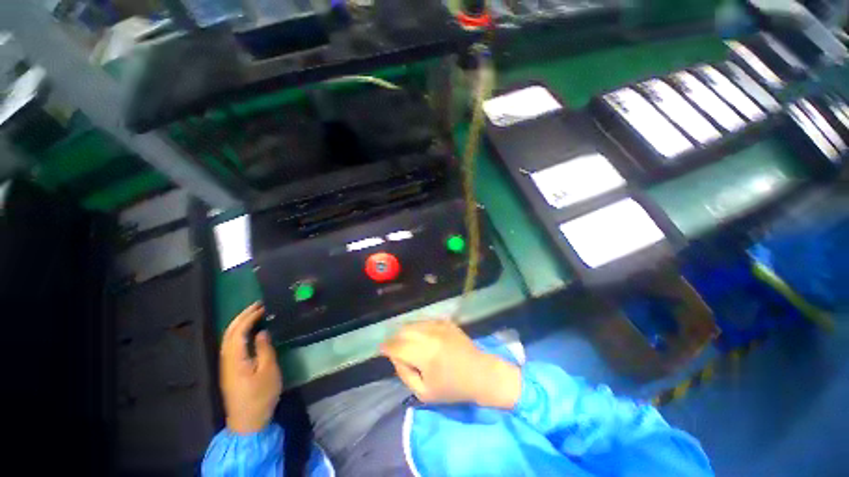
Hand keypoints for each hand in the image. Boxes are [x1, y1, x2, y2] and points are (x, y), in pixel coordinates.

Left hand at [219, 302, 281, 434]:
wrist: (247, 422)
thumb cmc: (260, 396)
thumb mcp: (268, 371)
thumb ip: (264, 349)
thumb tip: (262, 332)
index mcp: (235, 359)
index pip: (238, 331)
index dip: (249, 317)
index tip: (263, 306)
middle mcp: (226, 359)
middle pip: (229, 333)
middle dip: (242, 316)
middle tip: (258, 304)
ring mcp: (226, 365)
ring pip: (228, 338)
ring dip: (239, 323)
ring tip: (255, 313)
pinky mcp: (230, 370)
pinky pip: (231, 345)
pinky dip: (239, 333)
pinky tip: (249, 331)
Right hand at [381, 320, 520, 408]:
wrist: (480, 373)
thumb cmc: (453, 388)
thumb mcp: (424, 392)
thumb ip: (405, 374)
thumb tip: (396, 357)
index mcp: (425, 353)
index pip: (397, 346)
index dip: (387, 347)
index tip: (382, 349)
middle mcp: (430, 334)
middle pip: (404, 330)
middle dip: (396, 339)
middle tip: (397, 349)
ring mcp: (439, 325)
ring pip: (414, 324)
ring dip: (407, 332)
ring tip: (410, 344)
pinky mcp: (446, 322)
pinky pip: (425, 321)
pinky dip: (419, 328)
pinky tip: (424, 338)